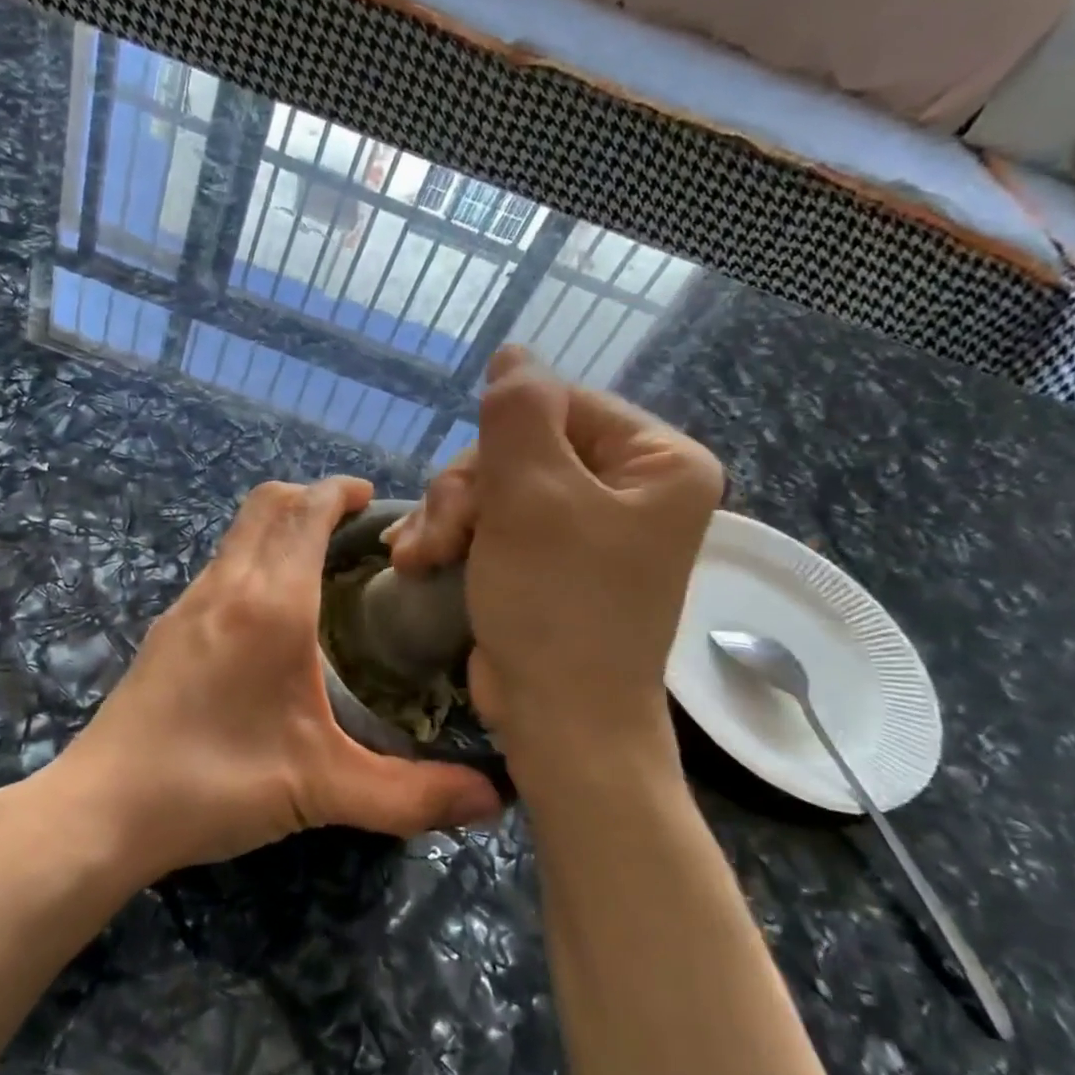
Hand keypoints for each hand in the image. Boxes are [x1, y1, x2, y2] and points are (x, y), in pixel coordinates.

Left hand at [43, 477, 502, 882]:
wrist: (105, 808)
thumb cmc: (215, 783)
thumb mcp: (323, 790)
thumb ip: (413, 796)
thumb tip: (495, 802)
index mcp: (270, 604)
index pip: (306, 511)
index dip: (341, 491)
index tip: (374, 499)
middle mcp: (226, 586)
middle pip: (267, 505)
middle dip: (312, 498)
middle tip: (355, 529)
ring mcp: (187, 604)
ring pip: (238, 534)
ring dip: (278, 528)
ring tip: (320, 568)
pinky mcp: (166, 629)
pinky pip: (219, 568)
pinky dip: (252, 561)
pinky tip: (269, 617)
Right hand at [386, 346, 722, 748]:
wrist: (559, 721)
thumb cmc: (557, 606)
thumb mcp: (532, 496)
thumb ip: (519, 411)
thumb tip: (513, 353)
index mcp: (657, 462)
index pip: (560, 404)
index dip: (499, 439)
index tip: (466, 493)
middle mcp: (629, 488)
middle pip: (522, 447)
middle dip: (466, 491)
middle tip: (438, 539)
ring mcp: (587, 527)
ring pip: (496, 484)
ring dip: (448, 516)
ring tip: (417, 557)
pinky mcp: (548, 559)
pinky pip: (493, 521)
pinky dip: (454, 537)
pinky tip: (418, 560)